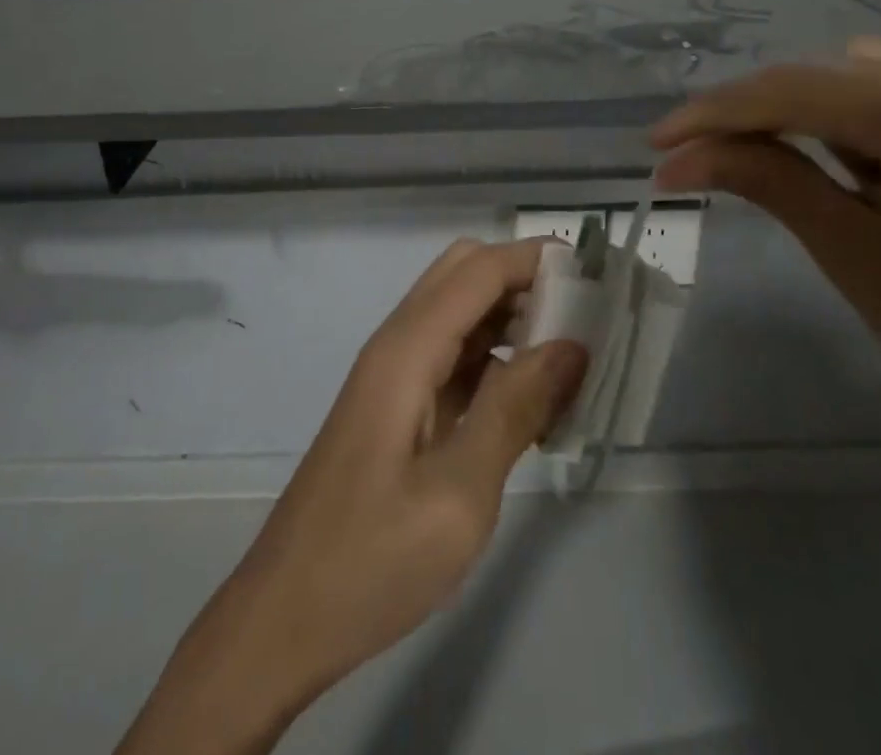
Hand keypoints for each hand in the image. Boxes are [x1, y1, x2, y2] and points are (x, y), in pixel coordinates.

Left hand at [120, 239, 587, 754]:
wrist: (284, 621)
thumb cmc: (372, 560)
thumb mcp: (460, 493)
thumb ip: (516, 408)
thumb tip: (572, 343)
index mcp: (407, 350)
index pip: (479, 270)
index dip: (536, 258)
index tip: (596, 273)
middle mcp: (397, 344)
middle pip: (464, 274)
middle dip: (525, 280)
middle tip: (582, 319)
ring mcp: (393, 375)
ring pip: (459, 312)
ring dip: (512, 318)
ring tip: (570, 360)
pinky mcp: (396, 405)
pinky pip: (452, 355)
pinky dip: (494, 358)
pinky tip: (531, 401)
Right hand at [652, 38, 880, 459]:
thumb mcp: (849, 250)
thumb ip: (764, 180)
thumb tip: (679, 157)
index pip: (799, 92)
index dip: (718, 113)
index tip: (658, 142)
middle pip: (825, 73)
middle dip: (753, 110)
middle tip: (696, 152)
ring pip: (859, 73)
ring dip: (803, 108)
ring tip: (780, 164)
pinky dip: (853, 114)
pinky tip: (849, 161)